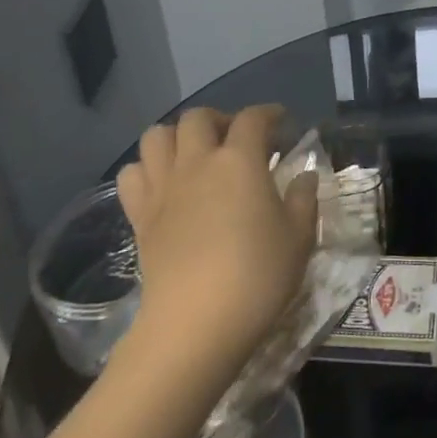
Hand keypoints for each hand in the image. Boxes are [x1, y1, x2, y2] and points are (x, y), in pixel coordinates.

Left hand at [116, 105, 317, 368]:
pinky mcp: (140, 215)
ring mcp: (163, 187)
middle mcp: (197, 162)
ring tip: (195, 155)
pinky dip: (147, 169)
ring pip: (157, 136)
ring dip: (177, 136)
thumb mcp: (299, 238)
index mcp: (240, 161)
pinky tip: (164, 184)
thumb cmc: (257, 277)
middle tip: (236, 139)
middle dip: (220, 119)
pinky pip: (132, 174)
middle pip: (198, 117)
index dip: (269, 113)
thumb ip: (303, 199)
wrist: (195, 323)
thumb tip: (304, 175)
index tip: (281, 122)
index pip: (253, 118)